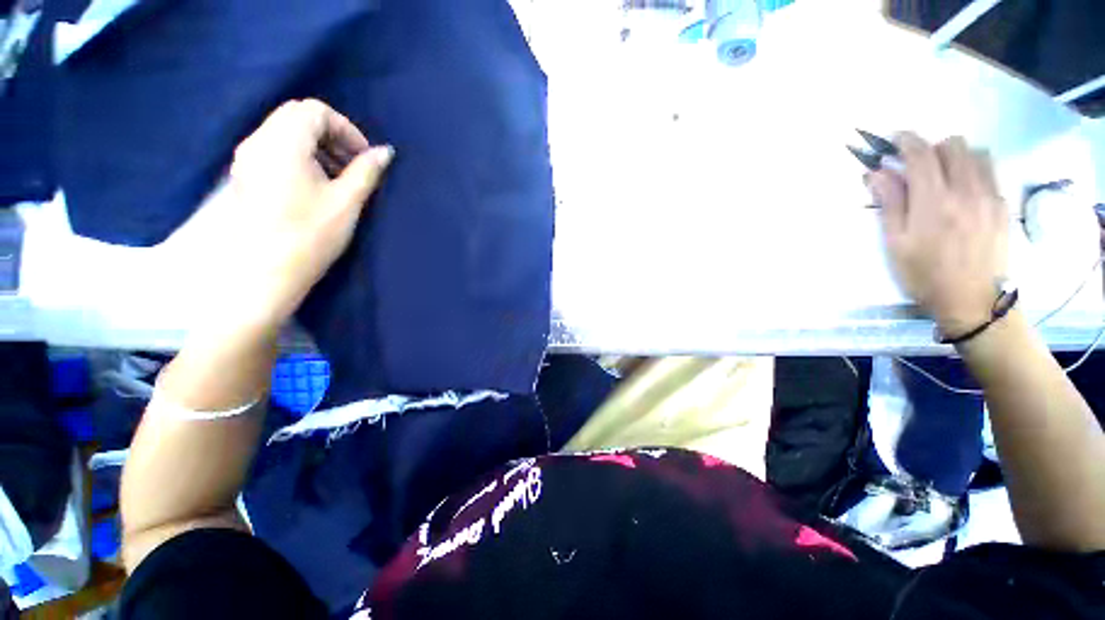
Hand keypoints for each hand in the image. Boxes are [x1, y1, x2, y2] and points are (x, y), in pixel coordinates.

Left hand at [217, 99, 392, 328]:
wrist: (263, 273)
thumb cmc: (310, 236)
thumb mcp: (347, 201)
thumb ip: (367, 171)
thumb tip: (386, 152)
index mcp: (282, 143)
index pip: (315, 111)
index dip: (346, 129)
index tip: (365, 157)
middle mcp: (258, 142)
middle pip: (298, 117)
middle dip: (333, 137)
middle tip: (355, 167)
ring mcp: (248, 159)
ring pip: (287, 134)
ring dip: (319, 148)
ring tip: (340, 180)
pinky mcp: (247, 176)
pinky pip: (277, 151)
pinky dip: (303, 159)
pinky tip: (318, 187)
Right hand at [867, 133, 1008, 336]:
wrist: (971, 301)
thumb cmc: (923, 274)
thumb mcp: (896, 243)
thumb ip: (889, 203)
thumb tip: (877, 173)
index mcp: (933, 203)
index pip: (922, 155)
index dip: (906, 140)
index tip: (895, 138)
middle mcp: (966, 191)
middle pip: (953, 146)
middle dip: (931, 147)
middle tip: (917, 164)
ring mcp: (989, 197)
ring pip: (976, 153)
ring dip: (955, 155)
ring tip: (942, 173)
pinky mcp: (1003, 205)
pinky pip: (990, 171)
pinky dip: (973, 168)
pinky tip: (961, 187)